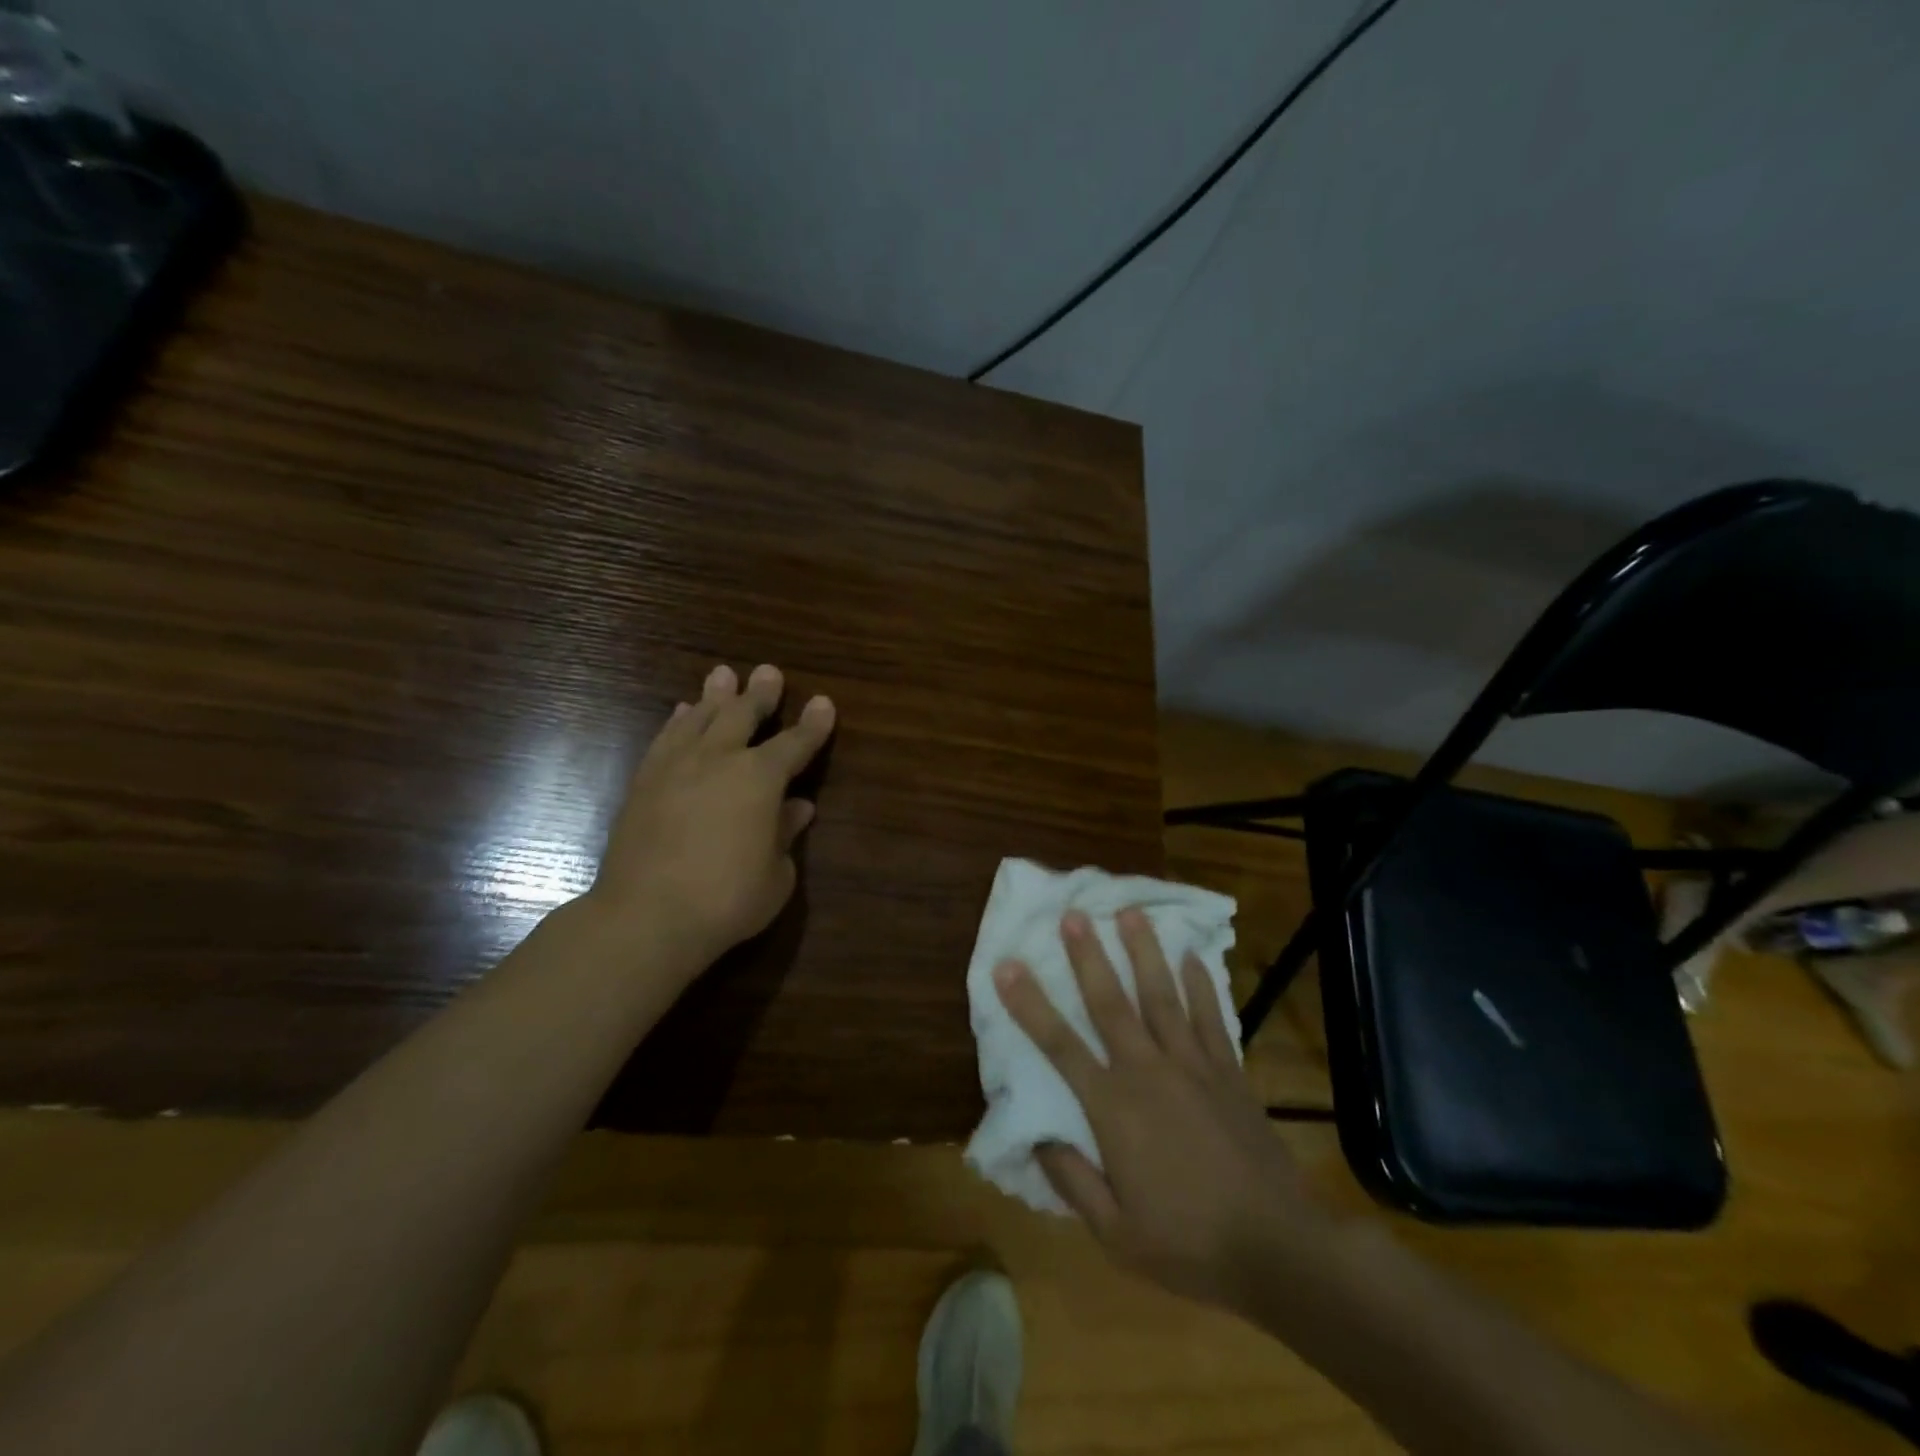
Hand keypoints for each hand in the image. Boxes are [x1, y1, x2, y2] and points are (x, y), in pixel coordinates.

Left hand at [588, 663, 834, 968]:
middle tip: (768, 672)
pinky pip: (666, 738)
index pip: (795, 743)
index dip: (813, 724)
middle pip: (743, 715)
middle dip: (760, 694)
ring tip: (723, 675)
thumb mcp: (776, 875)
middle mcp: (719, 759)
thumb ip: (786, 834)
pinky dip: (678, 721)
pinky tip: (681, 712)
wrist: (646, 916)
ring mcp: (676, 766)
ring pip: (699, 717)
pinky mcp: (644, 781)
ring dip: (716, 696)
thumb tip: (797, 808)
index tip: (824, 702)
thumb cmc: (726, 899)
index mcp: (761, 778)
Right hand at [994, 908, 1335, 1311]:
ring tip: (1130, 912)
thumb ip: (1073, 1180)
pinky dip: (1200, 984)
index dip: (1030, 1004)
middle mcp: (1148, 1072)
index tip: (1007, 966)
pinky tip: (1192, 955)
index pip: (1060, 1046)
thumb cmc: (1188, 1244)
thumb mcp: (1116, 1234)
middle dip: (1087, 956)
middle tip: (1073, 913)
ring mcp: (1193, 1066)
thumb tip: (1037, 1135)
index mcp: (1113, 1109)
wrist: (1278, 1249)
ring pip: (1161, 996)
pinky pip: (1211, 1017)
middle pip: (1110, 1003)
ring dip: (1144, 952)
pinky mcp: (1229, 1071)